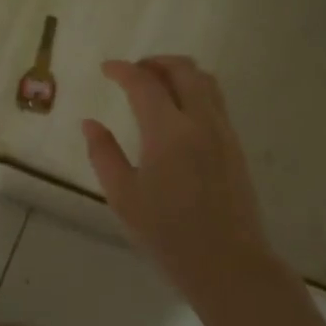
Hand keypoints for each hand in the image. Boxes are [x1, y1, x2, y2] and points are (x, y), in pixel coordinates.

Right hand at [82, 56, 287, 308]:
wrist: (227, 263)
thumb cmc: (168, 234)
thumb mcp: (124, 197)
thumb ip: (104, 154)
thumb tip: (90, 124)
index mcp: (168, 132)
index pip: (144, 83)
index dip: (123, 70)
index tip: (106, 69)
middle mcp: (200, 122)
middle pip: (183, 70)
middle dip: (155, 62)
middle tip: (133, 71)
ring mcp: (223, 132)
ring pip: (206, 81)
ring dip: (179, 72)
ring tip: (157, 84)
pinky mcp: (235, 146)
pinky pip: (216, 101)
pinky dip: (195, 90)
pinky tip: (178, 112)